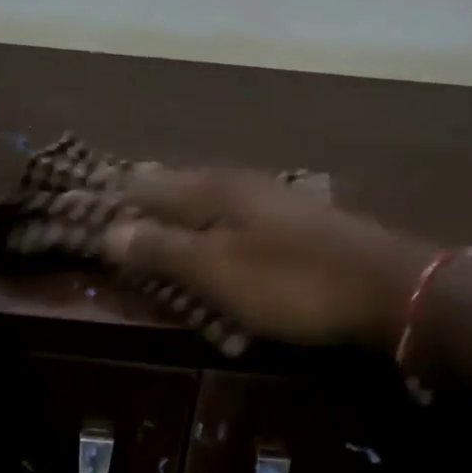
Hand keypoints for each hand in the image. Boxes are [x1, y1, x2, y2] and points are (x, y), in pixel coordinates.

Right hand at [100, 169, 431, 350]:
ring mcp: (272, 200)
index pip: (148, 187)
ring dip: (179, 207)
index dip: (116, 197)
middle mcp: (240, 184)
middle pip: (179, 184)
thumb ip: (163, 250)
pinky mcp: (296, 221)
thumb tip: (108, 232)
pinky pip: (236, 214)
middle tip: (115, 204)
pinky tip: (218, 233)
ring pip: (210, 196)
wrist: (388, 288)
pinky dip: (212, 223)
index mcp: (214, 191)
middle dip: (146, 194)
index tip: (83, 202)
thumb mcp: (217, 271)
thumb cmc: (292, 281)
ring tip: (157, 216)